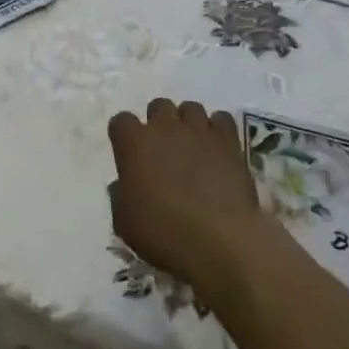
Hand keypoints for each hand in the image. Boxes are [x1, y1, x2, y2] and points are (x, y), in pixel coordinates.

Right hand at [108, 98, 263, 304]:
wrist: (219, 242)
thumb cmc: (163, 233)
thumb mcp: (125, 222)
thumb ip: (120, 194)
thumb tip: (124, 184)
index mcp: (133, 142)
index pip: (121, 121)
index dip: (125, 137)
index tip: (130, 155)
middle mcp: (164, 127)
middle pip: (158, 106)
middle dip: (159, 123)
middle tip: (164, 150)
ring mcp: (198, 130)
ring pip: (190, 108)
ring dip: (189, 124)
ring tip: (194, 148)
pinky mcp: (228, 141)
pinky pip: (222, 120)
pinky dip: (218, 130)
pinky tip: (218, 150)